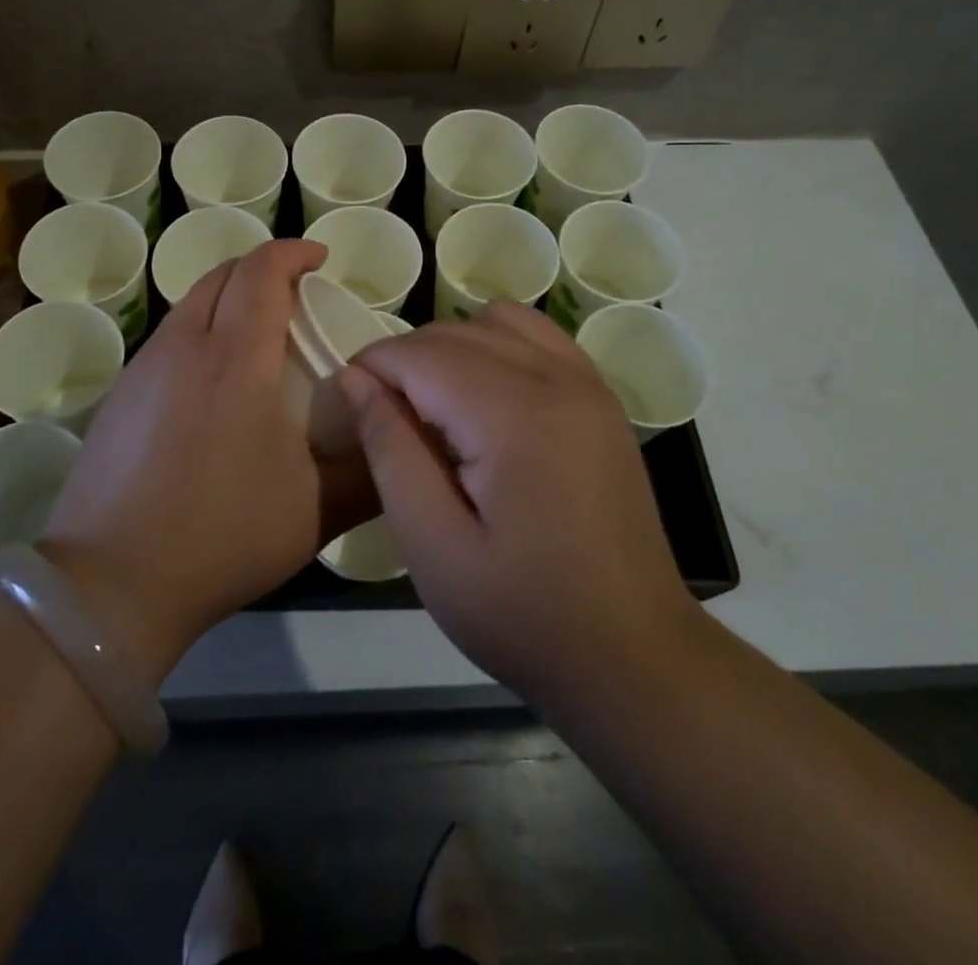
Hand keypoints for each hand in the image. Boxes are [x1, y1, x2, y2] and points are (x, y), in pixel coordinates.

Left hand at [39, 240, 373, 683]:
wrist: (111, 583)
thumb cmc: (222, 536)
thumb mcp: (316, 512)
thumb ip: (371, 472)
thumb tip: (402, 439)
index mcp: (235, 358)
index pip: (261, 272)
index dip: (292, 253)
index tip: (320, 259)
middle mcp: (183, 347)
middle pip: (221, 275)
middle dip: (262, 269)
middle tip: (296, 295)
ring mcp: (143, 369)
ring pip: (190, 305)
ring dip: (228, 300)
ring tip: (259, 337)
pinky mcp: (119, 396)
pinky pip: (168, 339)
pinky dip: (200, 333)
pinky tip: (214, 385)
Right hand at [335, 301, 700, 707]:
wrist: (632, 655)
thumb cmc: (522, 612)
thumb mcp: (433, 545)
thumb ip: (389, 449)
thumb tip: (352, 378)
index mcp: (514, 414)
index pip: (419, 353)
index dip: (371, 367)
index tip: (345, 408)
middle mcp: (556, 378)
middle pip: (454, 331)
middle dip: (403, 361)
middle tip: (381, 421)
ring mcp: (587, 383)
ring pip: (495, 322)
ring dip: (449, 349)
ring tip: (433, 409)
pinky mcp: (601, 398)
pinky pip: (537, 337)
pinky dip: (496, 347)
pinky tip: (484, 401)